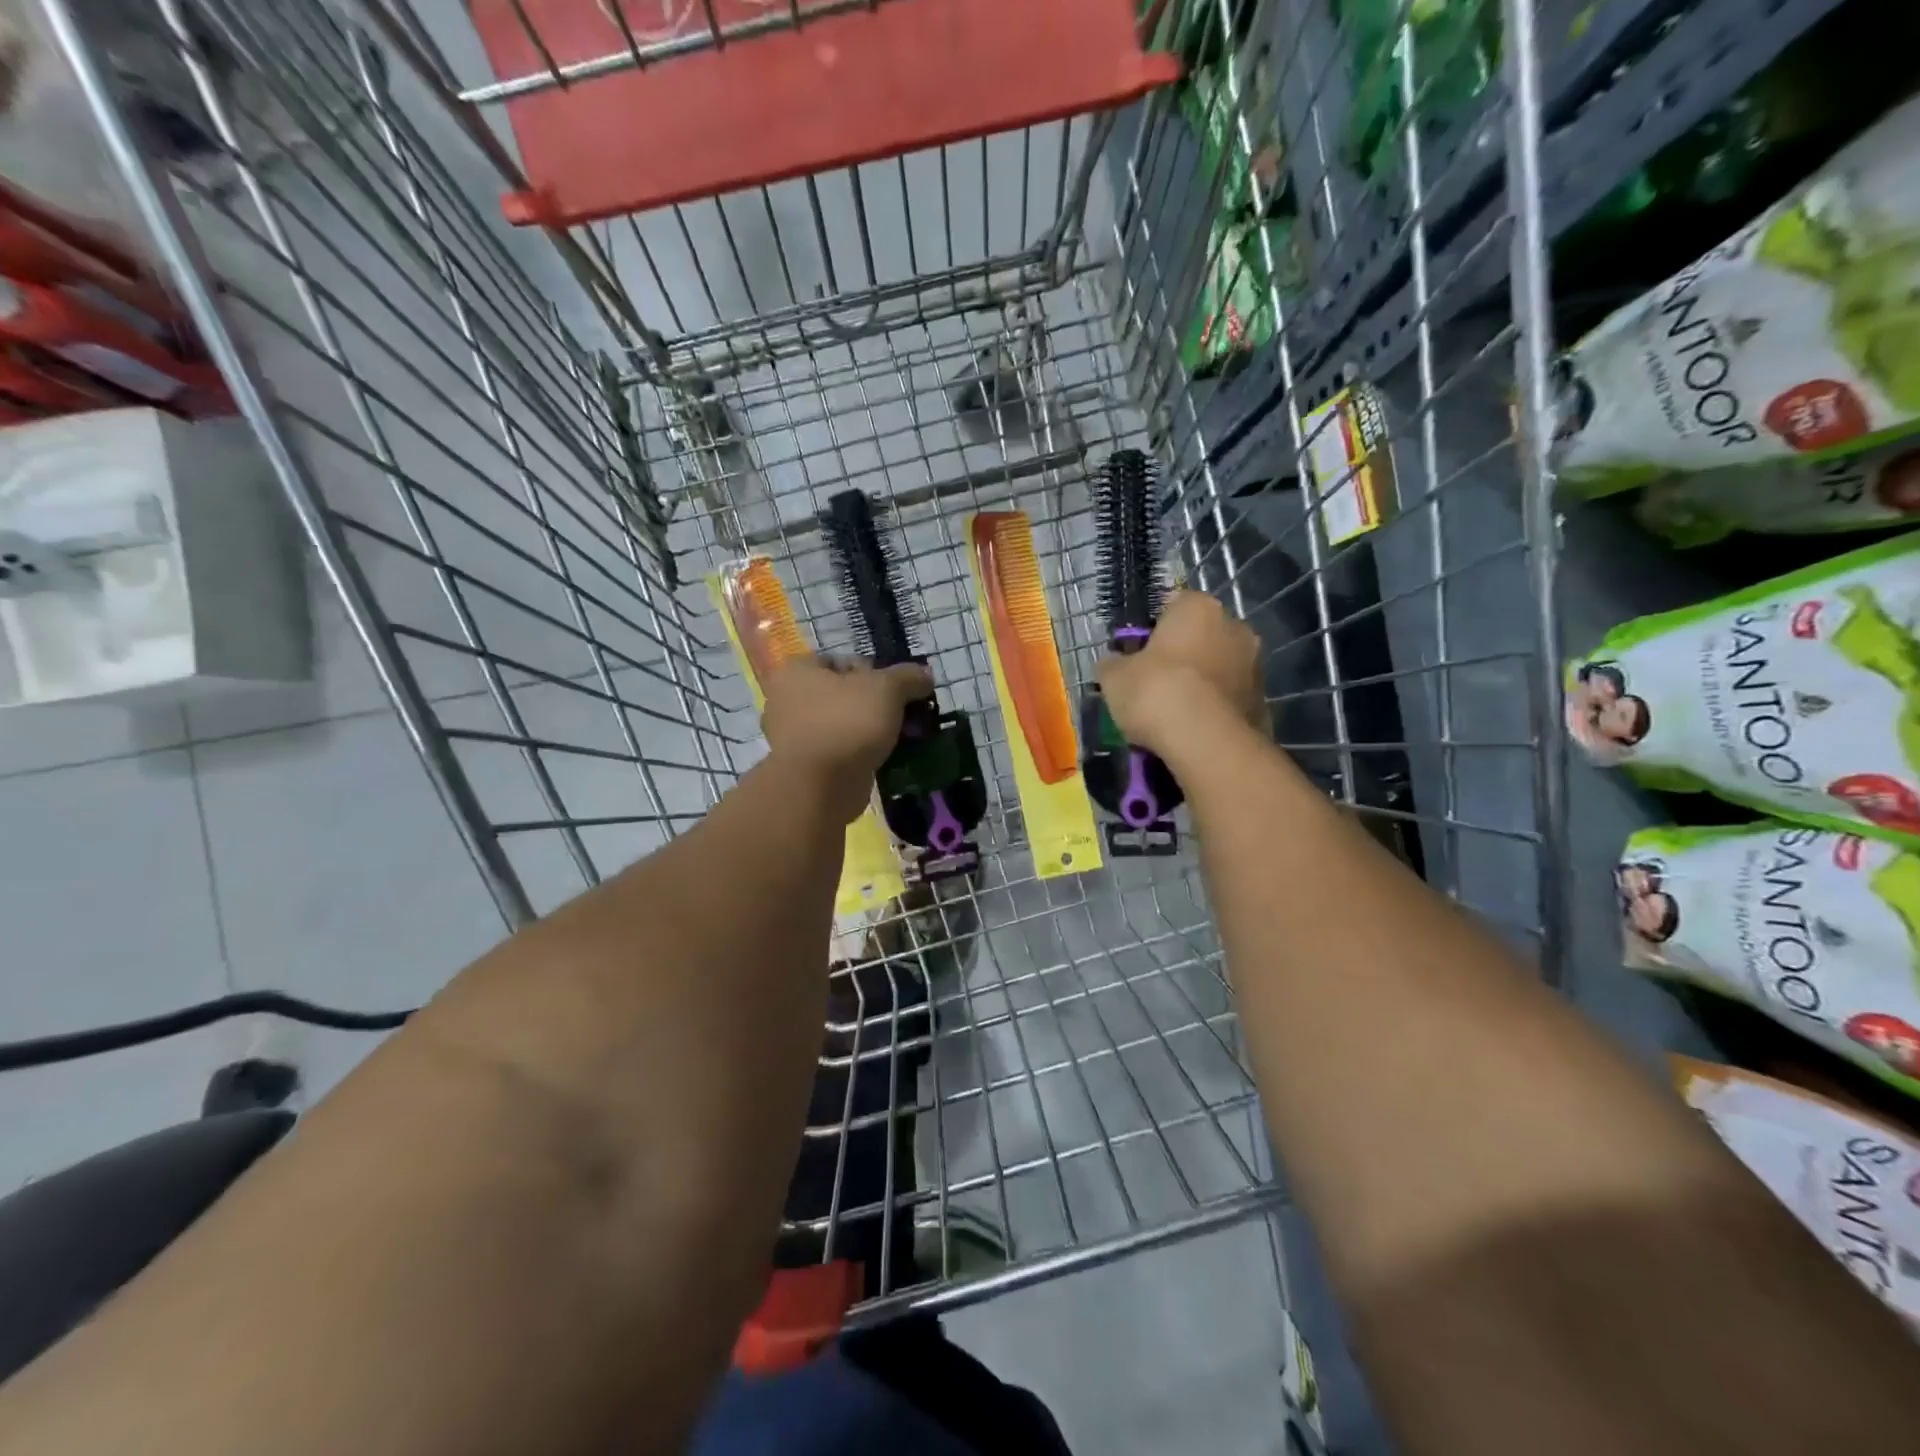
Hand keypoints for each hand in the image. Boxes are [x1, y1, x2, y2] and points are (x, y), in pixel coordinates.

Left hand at [762, 655, 933, 820]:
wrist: (820, 787)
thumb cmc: (847, 723)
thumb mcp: (887, 688)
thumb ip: (908, 677)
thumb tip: (925, 674)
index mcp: (796, 671)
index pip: (841, 661)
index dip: (874, 671)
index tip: (896, 690)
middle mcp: (786, 700)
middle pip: (843, 694)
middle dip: (874, 704)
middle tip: (902, 715)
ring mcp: (792, 737)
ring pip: (842, 724)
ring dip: (868, 730)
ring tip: (898, 739)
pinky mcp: (804, 767)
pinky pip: (839, 751)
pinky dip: (859, 754)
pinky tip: (883, 759)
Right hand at [1097, 590, 1264, 757]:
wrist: (1206, 742)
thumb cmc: (1156, 692)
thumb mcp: (1113, 677)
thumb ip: (1113, 663)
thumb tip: (1114, 662)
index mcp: (1198, 607)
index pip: (1173, 605)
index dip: (1153, 629)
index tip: (1138, 654)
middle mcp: (1235, 626)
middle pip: (1201, 635)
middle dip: (1182, 655)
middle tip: (1155, 684)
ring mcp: (1255, 664)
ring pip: (1219, 668)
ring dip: (1201, 683)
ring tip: (1175, 713)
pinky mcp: (1264, 701)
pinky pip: (1230, 698)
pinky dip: (1215, 709)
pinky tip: (1195, 730)